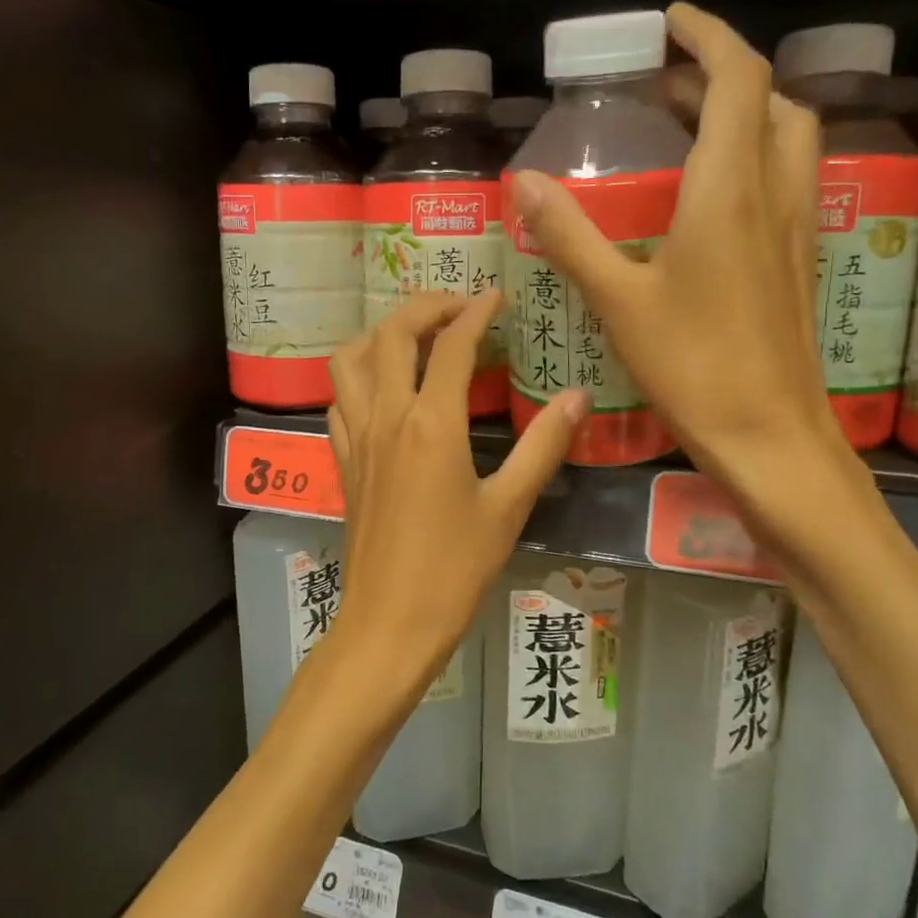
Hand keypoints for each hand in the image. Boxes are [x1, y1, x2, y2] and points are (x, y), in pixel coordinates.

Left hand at [324, 291, 583, 704]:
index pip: (451, 345)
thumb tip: (578, 396)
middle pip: (391, 335)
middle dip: (424, 307)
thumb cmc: (454, 569)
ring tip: (414, 338)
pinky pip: (339, 399)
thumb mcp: (508, 508)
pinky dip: (358, 377)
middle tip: (459, 307)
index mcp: (431, 424)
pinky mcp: (344, 462)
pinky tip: (382, 390)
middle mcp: (386, 417)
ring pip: (350, 360)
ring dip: (379, 335)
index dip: (475, 311)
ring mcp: (357, 438)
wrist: (390, 622)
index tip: (497, 295)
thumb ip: (543, 446)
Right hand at [508, 2, 842, 500]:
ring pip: (787, 138)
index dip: (708, 36)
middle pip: (769, 101)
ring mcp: (796, 228)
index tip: (670, 24)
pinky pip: (787, 179)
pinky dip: (754, 157)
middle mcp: (774, 194)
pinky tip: (711, 197)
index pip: (737, 78)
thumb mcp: (618, 300)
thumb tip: (522, 182)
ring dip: (745, 113)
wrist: (771, 436)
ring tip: (687, 128)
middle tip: (664, 85)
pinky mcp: (798, 261)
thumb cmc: (693, 366)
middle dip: (721, 75)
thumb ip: (570, 236)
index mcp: (730, 190)